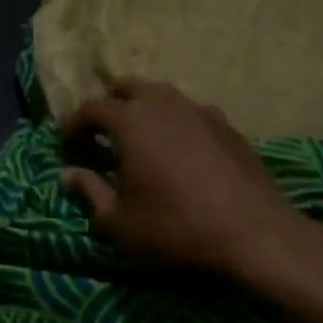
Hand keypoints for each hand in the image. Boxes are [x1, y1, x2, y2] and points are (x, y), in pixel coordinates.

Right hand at [60, 78, 322, 291]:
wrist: (255, 235)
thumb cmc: (174, 227)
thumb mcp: (117, 221)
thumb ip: (89, 191)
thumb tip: (67, 173)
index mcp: (130, 120)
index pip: (90, 109)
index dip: (73, 125)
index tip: (67, 145)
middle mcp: (163, 104)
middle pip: (127, 87)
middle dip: (109, 105)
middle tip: (102, 135)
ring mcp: (200, 111)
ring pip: (162, 96)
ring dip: (143, 110)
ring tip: (140, 140)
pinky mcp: (228, 126)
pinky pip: (190, 113)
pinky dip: (175, 124)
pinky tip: (179, 152)